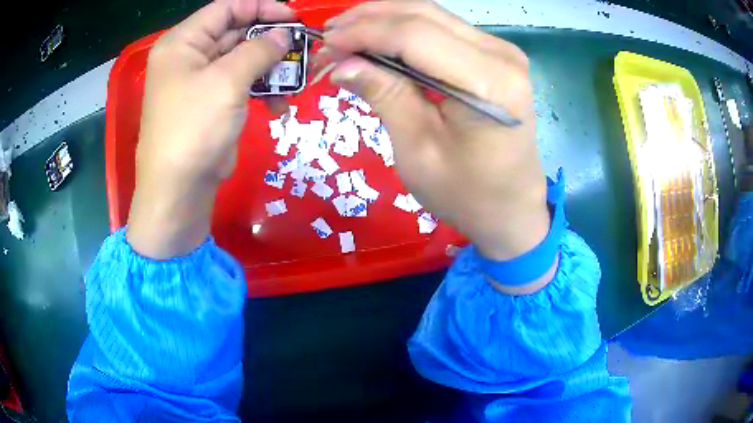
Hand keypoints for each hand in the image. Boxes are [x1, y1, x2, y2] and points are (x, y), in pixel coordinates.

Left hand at [127, 0, 293, 258]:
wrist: (179, 191)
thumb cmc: (194, 128)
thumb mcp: (228, 81)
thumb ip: (259, 50)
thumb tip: (285, 34)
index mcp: (183, 43)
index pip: (226, 8)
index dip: (261, 8)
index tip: (292, 18)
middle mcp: (189, 57)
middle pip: (236, 33)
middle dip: (270, 41)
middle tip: (302, 49)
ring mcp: (200, 81)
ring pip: (243, 60)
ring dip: (271, 69)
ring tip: (296, 80)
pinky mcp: (212, 103)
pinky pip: (241, 84)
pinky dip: (262, 91)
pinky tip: (279, 106)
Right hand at [323, 1, 551, 280]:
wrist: (510, 207)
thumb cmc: (467, 193)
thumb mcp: (418, 149)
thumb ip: (385, 94)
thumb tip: (341, 63)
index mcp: (490, 82)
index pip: (415, 35)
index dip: (364, 32)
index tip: (325, 43)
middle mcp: (502, 54)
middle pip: (423, 15)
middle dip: (369, 19)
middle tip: (329, 36)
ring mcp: (502, 51)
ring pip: (431, 15)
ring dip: (383, 20)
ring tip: (345, 35)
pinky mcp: (495, 55)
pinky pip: (442, 29)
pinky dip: (404, 30)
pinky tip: (377, 40)